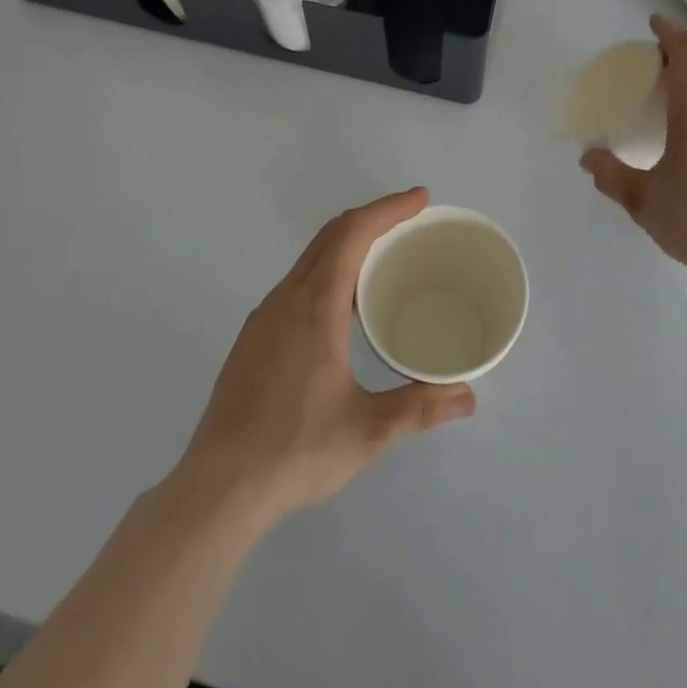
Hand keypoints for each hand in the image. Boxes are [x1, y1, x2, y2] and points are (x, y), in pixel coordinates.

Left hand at [174, 188, 475, 529]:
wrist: (218, 488)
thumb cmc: (295, 451)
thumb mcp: (368, 431)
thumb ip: (420, 408)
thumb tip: (468, 397)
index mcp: (315, 305)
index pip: (353, 233)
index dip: (389, 208)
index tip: (421, 199)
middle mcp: (287, 298)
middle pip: (331, 235)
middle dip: (373, 217)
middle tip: (411, 221)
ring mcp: (265, 316)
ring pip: (311, 257)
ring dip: (348, 243)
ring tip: (384, 258)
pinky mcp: (254, 337)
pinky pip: (297, 281)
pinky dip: (329, 269)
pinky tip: (344, 305)